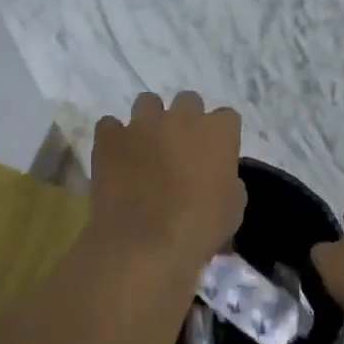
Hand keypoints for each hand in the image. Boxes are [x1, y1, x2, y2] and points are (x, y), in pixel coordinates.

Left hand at [90, 92, 244, 270]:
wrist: (145, 242)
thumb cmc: (199, 228)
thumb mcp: (233, 209)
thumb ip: (229, 182)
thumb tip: (219, 178)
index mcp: (218, 132)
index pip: (227, 117)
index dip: (220, 136)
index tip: (215, 155)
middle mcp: (181, 117)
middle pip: (188, 101)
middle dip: (186, 120)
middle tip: (181, 148)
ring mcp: (142, 124)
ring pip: (147, 103)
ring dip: (150, 121)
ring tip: (146, 147)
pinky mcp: (109, 137)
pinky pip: (110, 126)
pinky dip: (114, 139)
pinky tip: (117, 159)